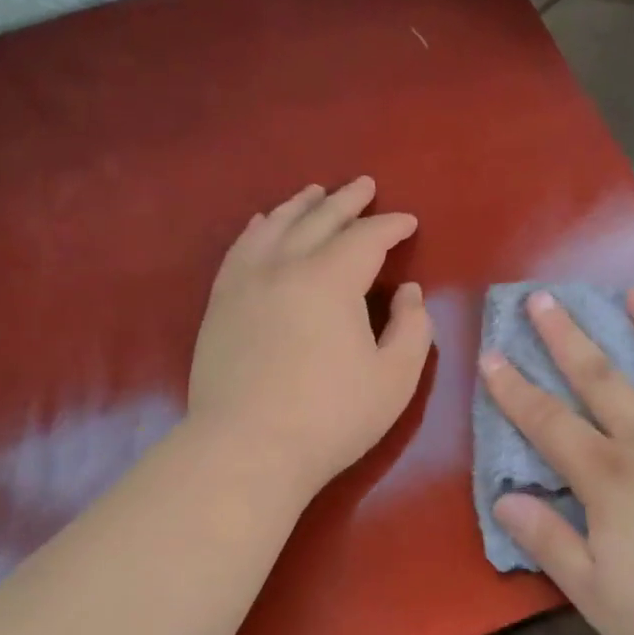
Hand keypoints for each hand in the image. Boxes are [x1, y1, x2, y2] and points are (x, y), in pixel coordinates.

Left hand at [188, 178, 433, 502]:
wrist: (247, 449)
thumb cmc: (331, 416)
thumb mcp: (395, 377)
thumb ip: (412, 327)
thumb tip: (408, 290)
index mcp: (331, 280)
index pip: (366, 238)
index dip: (391, 226)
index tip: (408, 222)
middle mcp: (285, 267)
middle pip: (319, 220)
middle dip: (347, 201)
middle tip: (365, 185)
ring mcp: (246, 282)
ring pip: (275, 227)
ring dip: (300, 206)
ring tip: (315, 192)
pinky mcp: (221, 304)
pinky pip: (240, 250)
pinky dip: (257, 229)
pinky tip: (264, 223)